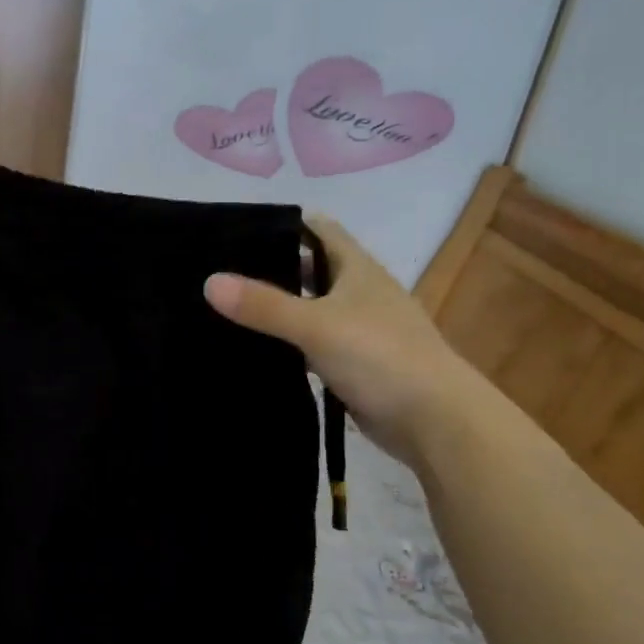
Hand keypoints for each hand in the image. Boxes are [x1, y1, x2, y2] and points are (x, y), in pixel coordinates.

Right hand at [203, 214, 478, 462]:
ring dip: (279, 308)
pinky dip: (289, 344)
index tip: (238, 230)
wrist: (434, 420)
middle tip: (222, 272)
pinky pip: (313, 345)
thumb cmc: (380, 356)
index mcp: (358, 269)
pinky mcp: (355, 364)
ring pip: (311, 309)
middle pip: (312, 269)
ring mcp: (360, 330)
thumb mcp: (316, 325)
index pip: (319, 230)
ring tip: (228, 309)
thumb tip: (209, 282)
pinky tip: (259, 350)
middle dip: (273, 267)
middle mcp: (360, 293)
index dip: (284, 224)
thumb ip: (263, 305)